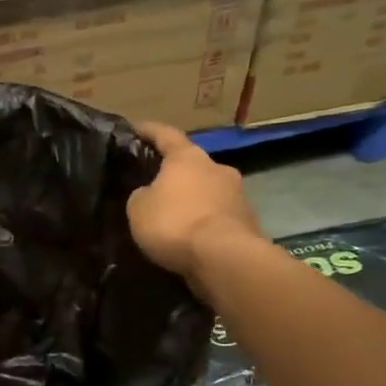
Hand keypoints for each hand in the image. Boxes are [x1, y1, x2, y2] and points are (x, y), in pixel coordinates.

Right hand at [127, 122, 262, 282]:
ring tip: (175, 216)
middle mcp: (216, 167)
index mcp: (188, 157)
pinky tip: (193, 236)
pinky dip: (206, 222)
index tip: (137, 128)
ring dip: (194, 199)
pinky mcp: (248, 221)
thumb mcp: (139, 209)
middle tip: (157, 185)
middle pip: (192, 164)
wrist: (224, 257)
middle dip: (175, 173)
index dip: (149, 131)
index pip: (165, 135)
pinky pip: (219, 216)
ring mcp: (238, 193)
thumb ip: (142, 195)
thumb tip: (150, 194)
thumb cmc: (175, 223)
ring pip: (209, 190)